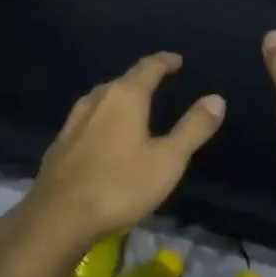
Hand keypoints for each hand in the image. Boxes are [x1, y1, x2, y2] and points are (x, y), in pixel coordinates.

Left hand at [22, 52, 224, 248]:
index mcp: (124, 97)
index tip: (176, 60)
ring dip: (120, 99)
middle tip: (159, 83)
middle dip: (142, 80)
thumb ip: (193, 128)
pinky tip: (105, 135)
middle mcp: (96, 100)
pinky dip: (103, 120)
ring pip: (101, 100)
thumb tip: (216, 98)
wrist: (59, 216)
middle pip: (122, 81)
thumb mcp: (168, 160)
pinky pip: (88, 120)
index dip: (164, 62)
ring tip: (134, 107)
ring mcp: (73, 121)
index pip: (148, 68)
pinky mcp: (60, 144)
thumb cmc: (120, 185)